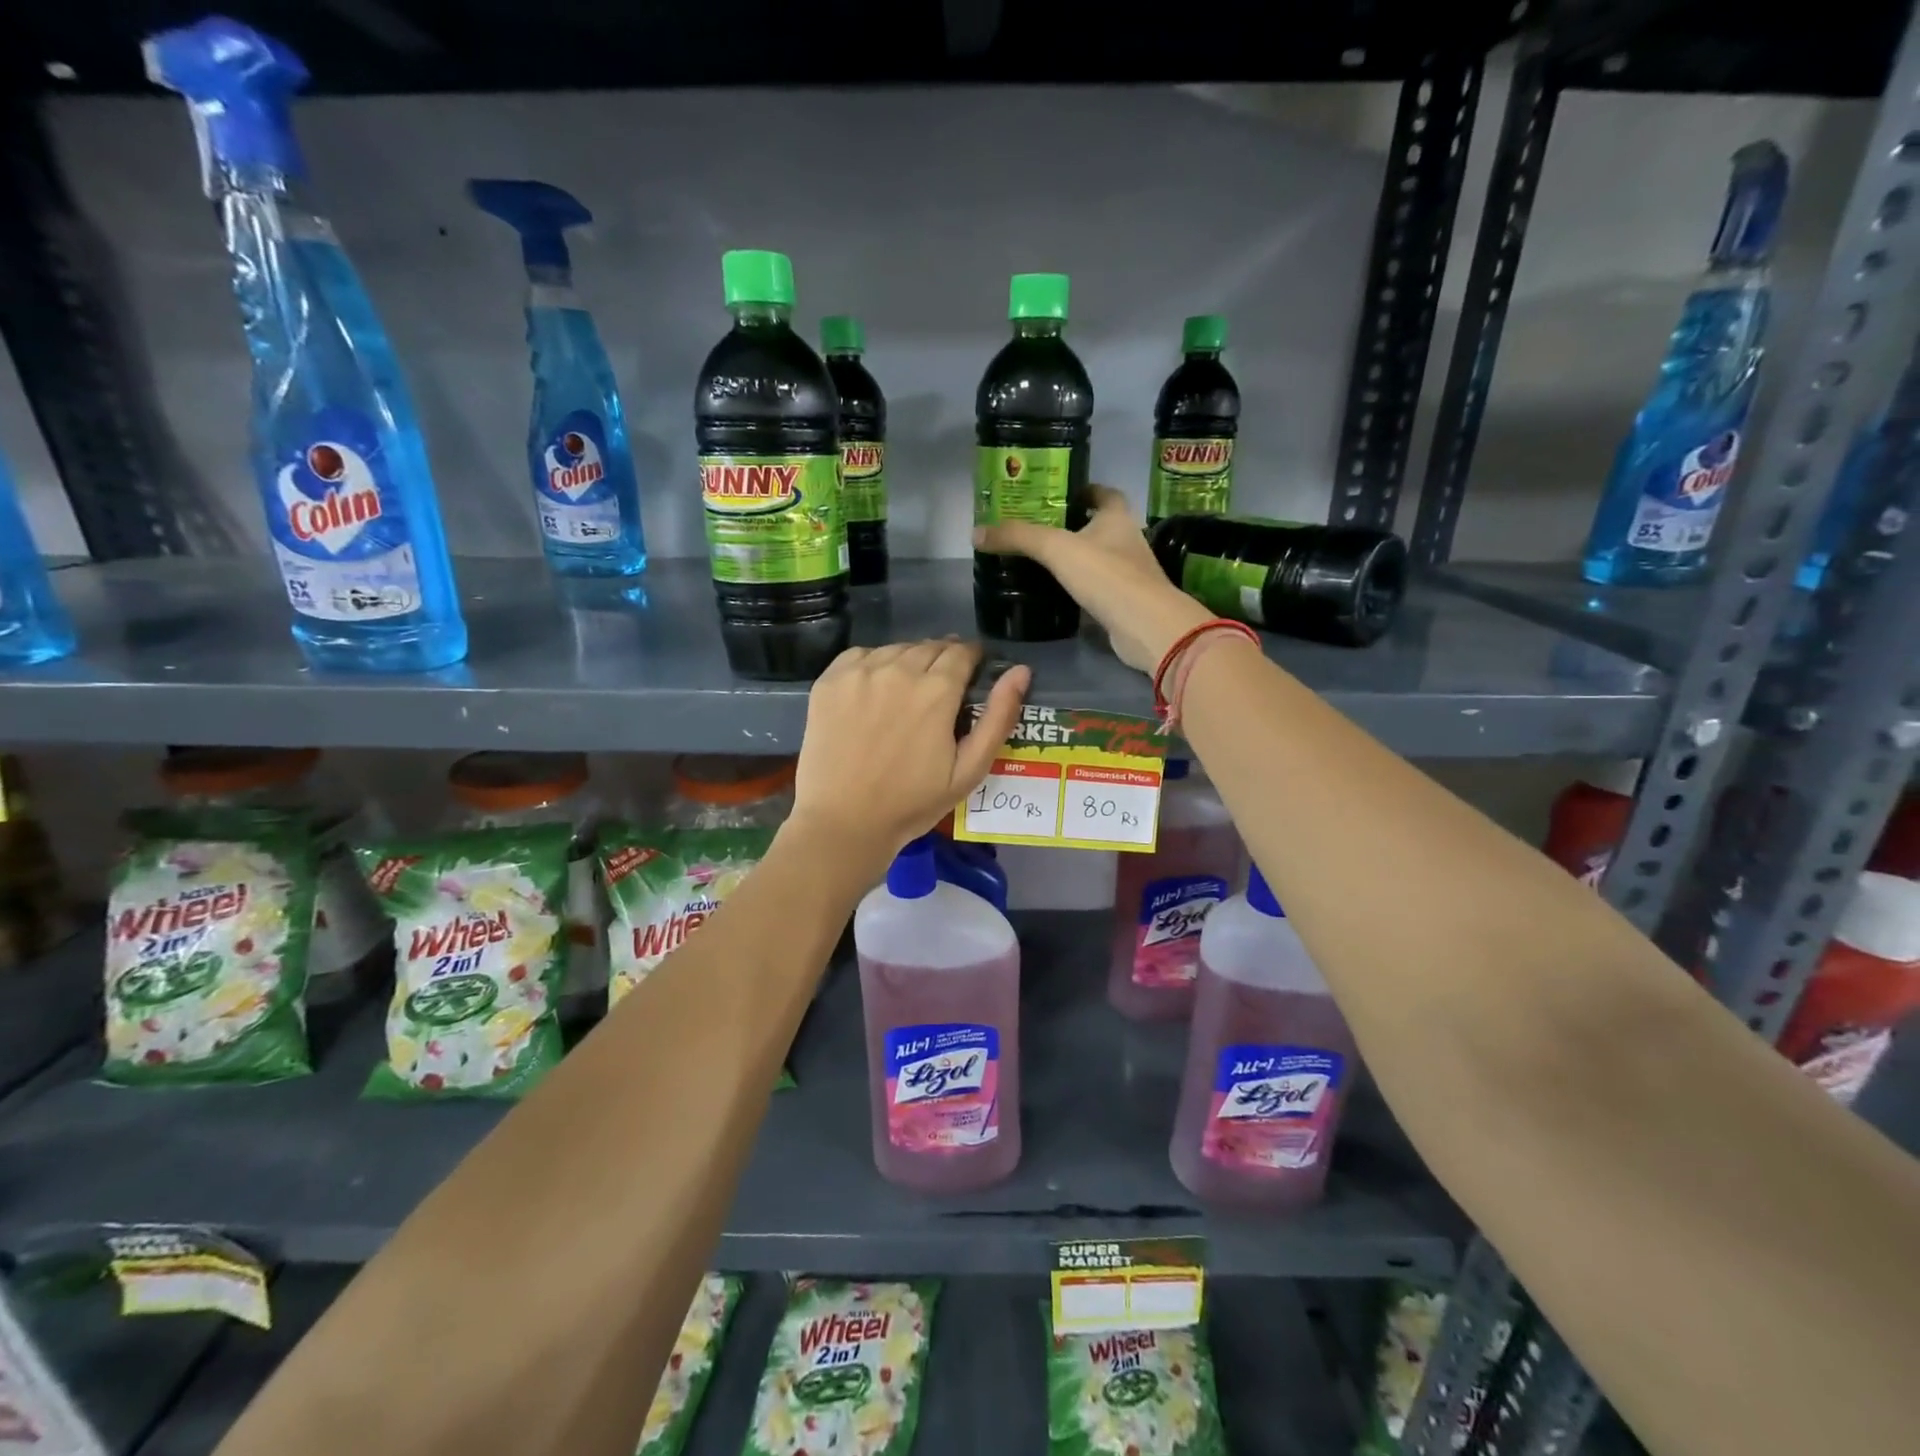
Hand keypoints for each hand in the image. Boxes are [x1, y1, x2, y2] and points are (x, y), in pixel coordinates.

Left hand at [789, 639, 1030, 865]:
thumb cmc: (912, 803)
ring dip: (908, 662)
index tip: (971, 672)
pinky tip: (874, 691)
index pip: (962, 652)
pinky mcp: (830, 681)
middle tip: (939, 689)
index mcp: (937, 690)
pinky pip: (860, 656)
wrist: (844, 822)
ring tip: (906, 692)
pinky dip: (873, 665)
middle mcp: (898, 670)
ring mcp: (860, 672)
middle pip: (929, 647)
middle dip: (942, 660)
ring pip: (895, 649)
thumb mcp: (969, 770)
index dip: (971, 658)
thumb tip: (1021, 672)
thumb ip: (998, 717)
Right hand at [974, 485, 1211, 672]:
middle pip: (1099, 526)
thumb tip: (976, 532)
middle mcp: (1127, 540)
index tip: (1058, 494)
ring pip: (1097, 559)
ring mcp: (1128, 574)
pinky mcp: (1123, 603)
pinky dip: (1078, 589)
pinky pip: (1096, 589)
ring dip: (1075, 559)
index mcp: (1117, 517)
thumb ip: (1018, 538)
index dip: (1084, 490)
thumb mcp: (1056, 549)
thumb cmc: (1106, 575)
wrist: (1145, 626)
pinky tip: (1054, 594)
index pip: (1104, 493)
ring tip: (1040, 561)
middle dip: (1072, 526)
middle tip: (1036, 530)